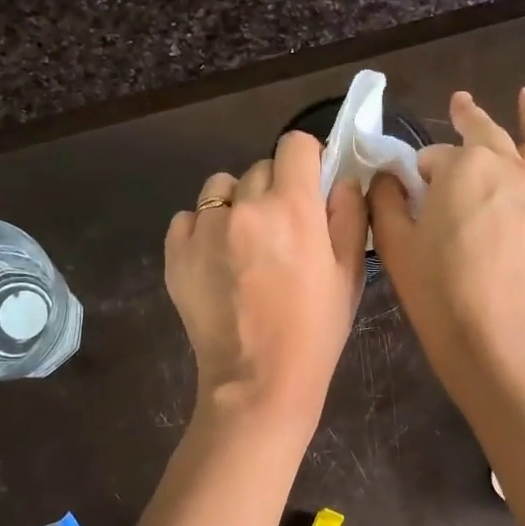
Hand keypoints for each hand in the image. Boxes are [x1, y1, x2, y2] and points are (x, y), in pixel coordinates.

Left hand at [165, 130, 367, 427]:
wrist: (258, 381)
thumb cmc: (314, 332)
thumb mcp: (348, 275)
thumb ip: (348, 216)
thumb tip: (339, 180)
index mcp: (293, 207)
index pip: (295, 144)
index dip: (307, 159)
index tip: (310, 184)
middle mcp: (245, 206)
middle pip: (260, 168)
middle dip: (274, 189)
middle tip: (282, 230)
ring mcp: (204, 229)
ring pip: (220, 189)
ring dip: (236, 204)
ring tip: (244, 244)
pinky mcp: (176, 253)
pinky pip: (188, 218)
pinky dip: (203, 230)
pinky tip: (216, 262)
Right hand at [371, 86, 524, 382]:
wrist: (491, 336)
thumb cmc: (436, 289)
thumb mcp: (394, 243)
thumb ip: (386, 200)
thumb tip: (388, 178)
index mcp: (463, 166)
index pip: (433, 157)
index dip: (418, 173)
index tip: (409, 191)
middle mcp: (506, 165)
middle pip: (484, 134)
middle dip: (468, 117)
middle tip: (459, 102)